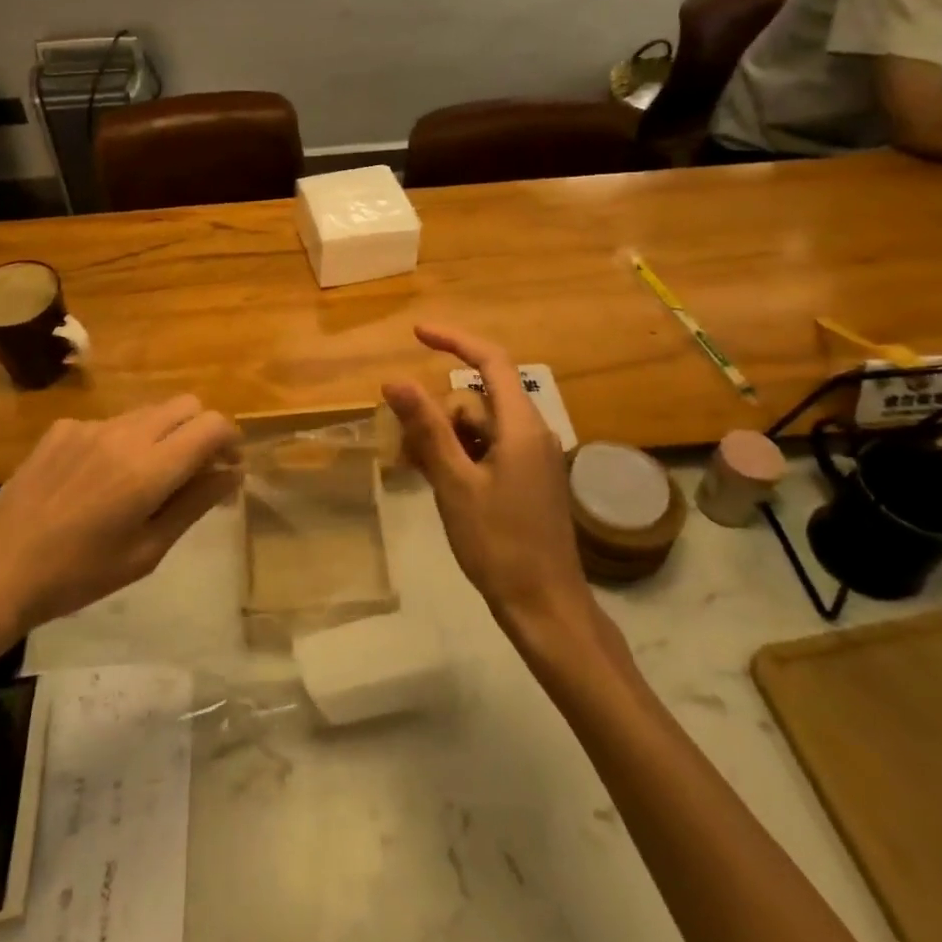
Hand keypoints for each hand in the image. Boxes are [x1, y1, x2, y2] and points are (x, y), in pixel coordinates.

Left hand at [0, 397, 240, 641]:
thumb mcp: (146, 552)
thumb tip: (231, 473)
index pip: (211, 425)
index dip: (230, 440)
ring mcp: (90, 425)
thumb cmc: (77, 575)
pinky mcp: (62, 428)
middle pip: (185, 405)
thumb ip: (193, 504)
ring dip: (163, 435)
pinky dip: (123, 442)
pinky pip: (110, 423)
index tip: (229, 467)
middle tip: (195, 471)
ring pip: (148, 412)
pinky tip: (98, 482)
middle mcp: (124, 433)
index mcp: (149, 468)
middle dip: (201, 431)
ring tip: (145, 481)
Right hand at [382, 324, 591, 627]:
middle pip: (477, 400)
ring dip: (445, 440)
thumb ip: (427, 428)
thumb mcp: (454, 484)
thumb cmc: (500, 544)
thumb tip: (396, 380)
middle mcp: (532, 433)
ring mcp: (532, 458)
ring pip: (478, 428)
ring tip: (418, 473)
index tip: (417, 333)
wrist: (546, 607)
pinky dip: (461, 457)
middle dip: (438, 415)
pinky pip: (488, 451)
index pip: (491, 361)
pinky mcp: (528, 480)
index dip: (455, 340)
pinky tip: (439, 484)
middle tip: (406, 449)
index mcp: (522, 426)